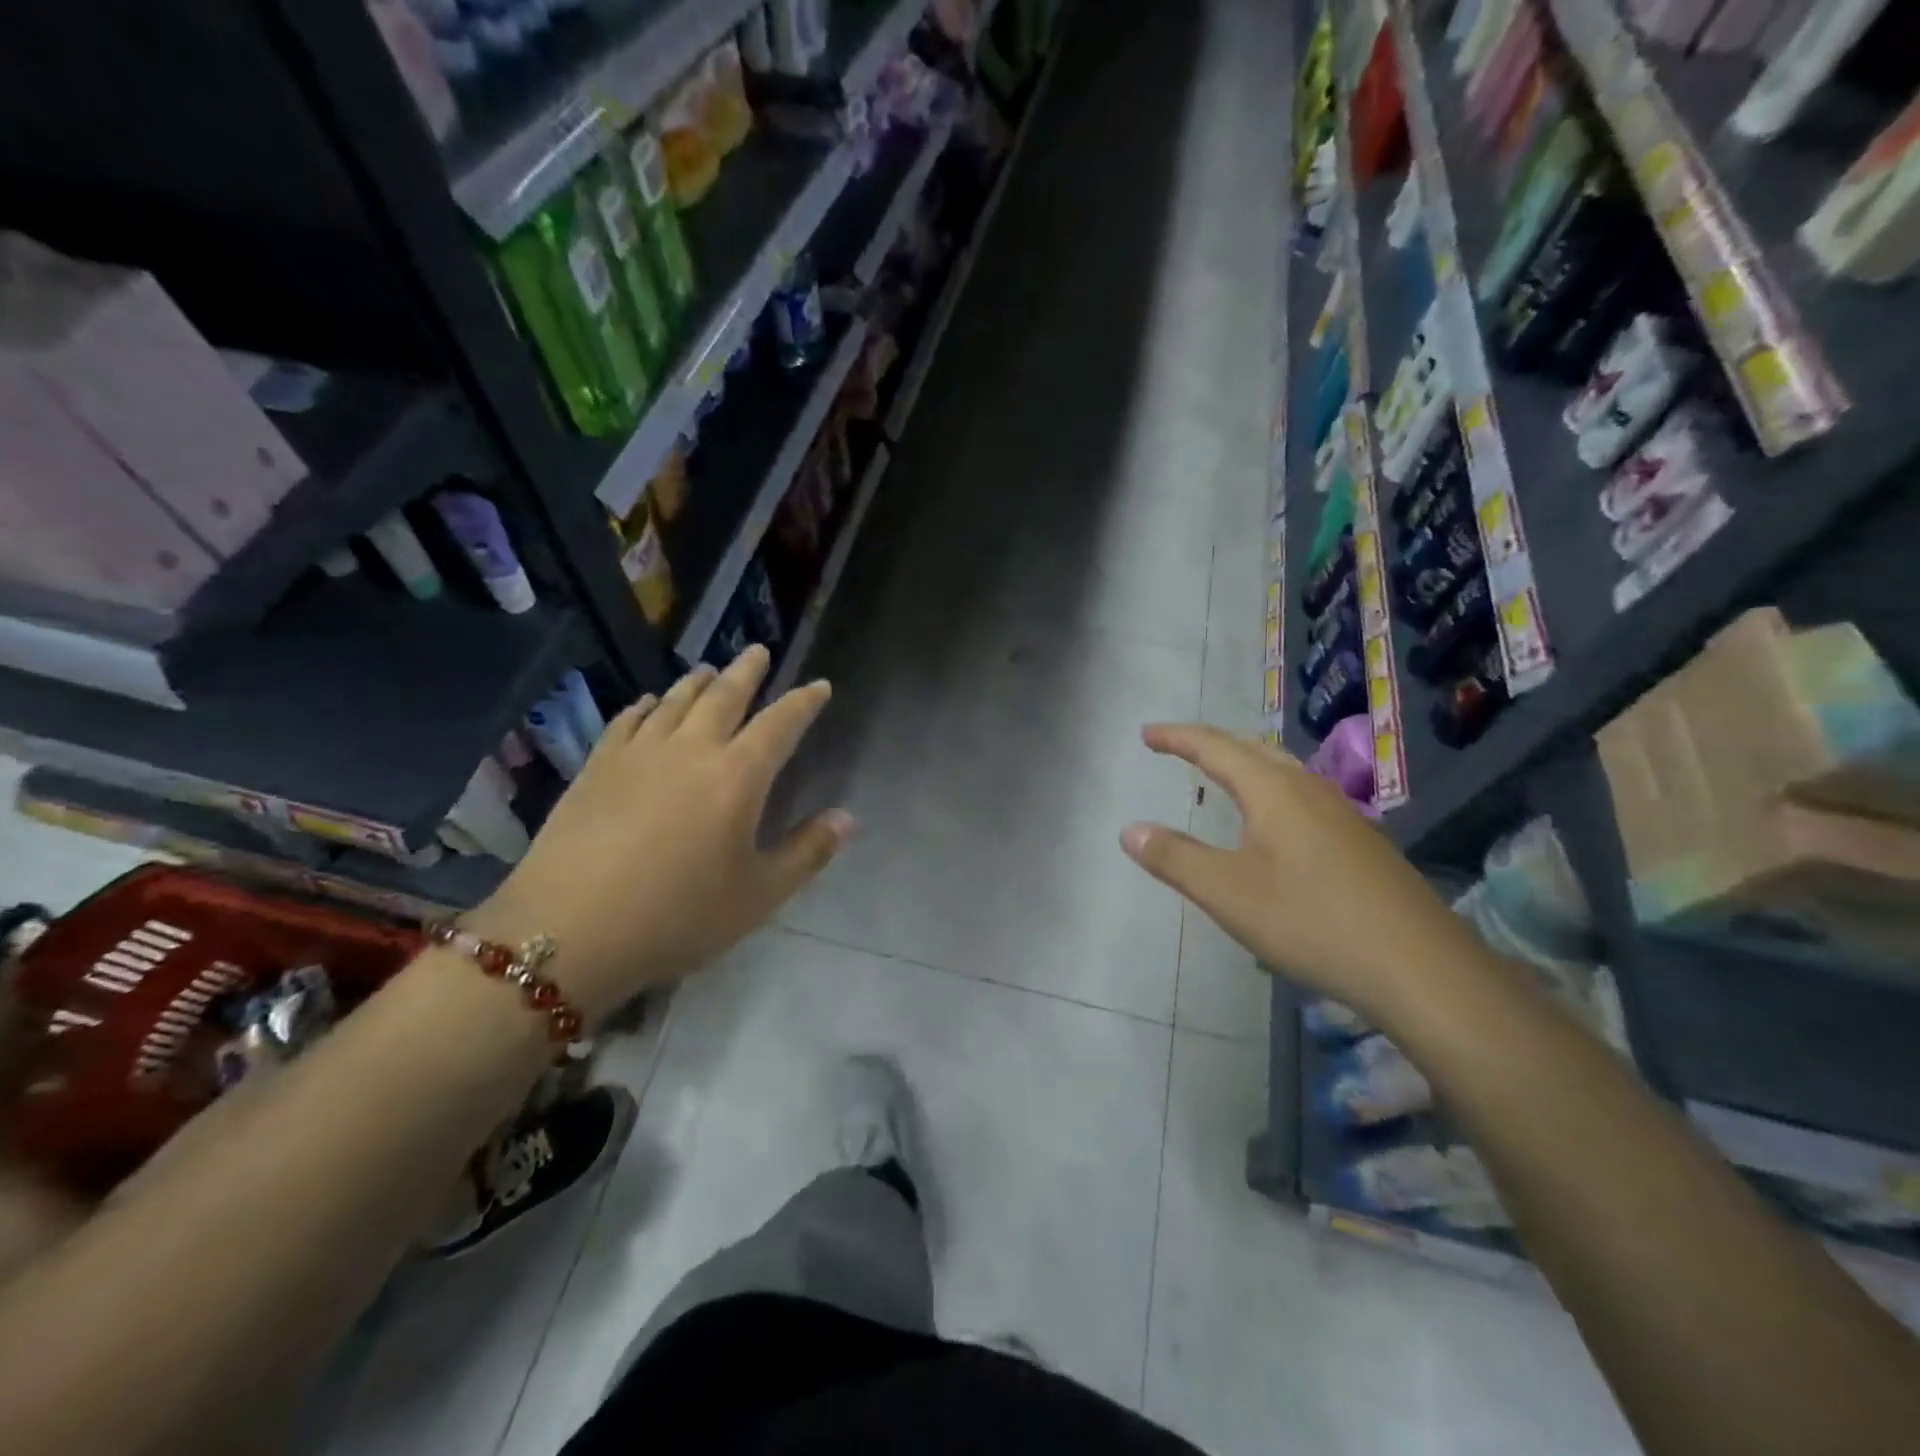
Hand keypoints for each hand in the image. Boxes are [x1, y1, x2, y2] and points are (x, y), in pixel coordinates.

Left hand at [466, 647, 852, 1019]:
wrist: (568, 930)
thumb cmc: (678, 916)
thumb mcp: (758, 895)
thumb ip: (807, 853)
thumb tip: (847, 818)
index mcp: (737, 777)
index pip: (780, 724)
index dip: (803, 702)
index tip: (819, 685)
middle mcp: (690, 750)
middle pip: (724, 696)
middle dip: (747, 671)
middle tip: (759, 651)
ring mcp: (638, 754)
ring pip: (673, 701)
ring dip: (697, 682)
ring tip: (708, 670)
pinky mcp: (596, 768)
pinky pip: (626, 721)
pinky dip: (644, 706)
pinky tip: (646, 704)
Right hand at [1120, 724, 1481, 1019]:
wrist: (1421, 968)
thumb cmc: (1312, 921)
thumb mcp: (1228, 893)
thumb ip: (1175, 858)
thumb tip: (1129, 830)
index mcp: (1273, 790)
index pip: (1215, 747)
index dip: (1177, 737)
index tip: (1146, 734)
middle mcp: (1309, 789)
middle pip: (1253, 748)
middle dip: (1211, 743)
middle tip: (1179, 746)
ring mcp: (1342, 814)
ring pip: (1284, 770)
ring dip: (1245, 762)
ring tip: (1221, 772)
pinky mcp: (1361, 841)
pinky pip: (1302, 794)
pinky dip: (1271, 788)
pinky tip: (1275, 821)